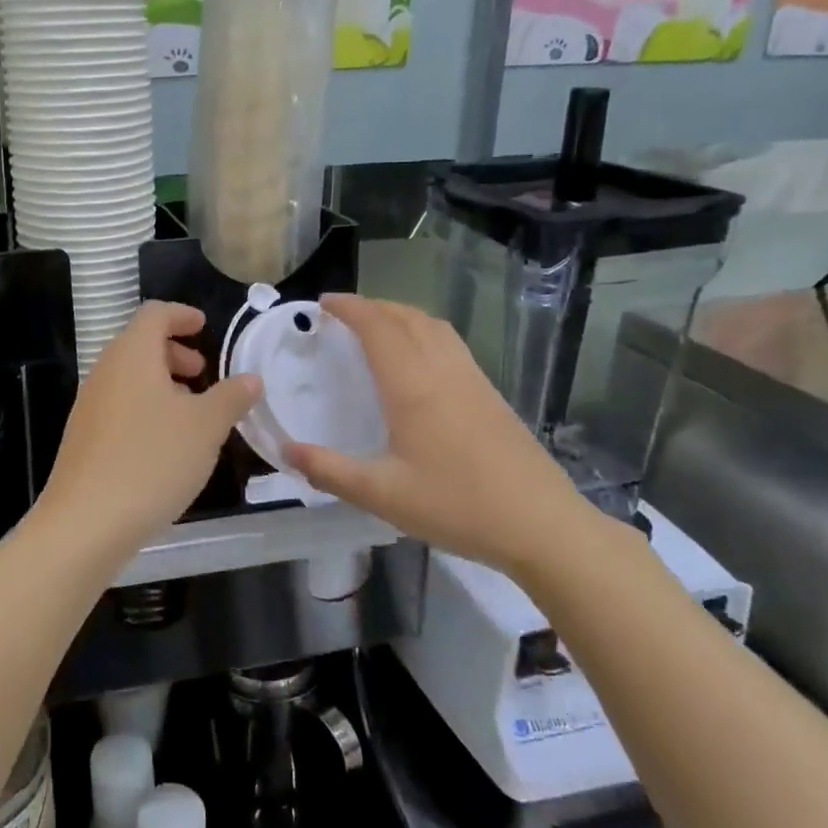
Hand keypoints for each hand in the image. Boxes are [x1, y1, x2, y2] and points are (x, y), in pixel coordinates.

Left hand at [33, 302, 261, 554]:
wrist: (86, 522)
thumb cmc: (152, 460)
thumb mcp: (206, 427)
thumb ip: (231, 397)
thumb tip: (250, 378)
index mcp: (132, 355)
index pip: (154, 314)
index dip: (182, 315)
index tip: (204, 327)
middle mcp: (105, 371)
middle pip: (139, 344)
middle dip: (174, 352)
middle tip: (202, 373)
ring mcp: (89, 406)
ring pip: (129, 378)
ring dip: (161, 383)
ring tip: (191, 412)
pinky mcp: (84, 438)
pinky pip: (119, 406)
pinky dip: (145, 408)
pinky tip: (165, 444)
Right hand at [285, 294, 582, 571]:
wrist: (542, 524)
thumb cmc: (457, 506)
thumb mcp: (382, 495)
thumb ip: (330, 471)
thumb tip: (285, 451)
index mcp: (413, 386)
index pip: (378, 327)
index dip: (350, 308)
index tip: (323, 303)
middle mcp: (443, 371)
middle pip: (406, 317)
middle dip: (372, 306)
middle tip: (342, 314)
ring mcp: (473, 379)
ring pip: (434, 326)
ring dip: (401, 315)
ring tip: (377, 327)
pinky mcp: (491, 394)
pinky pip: (451, 344)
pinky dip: (424, 332)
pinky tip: (419, 360)